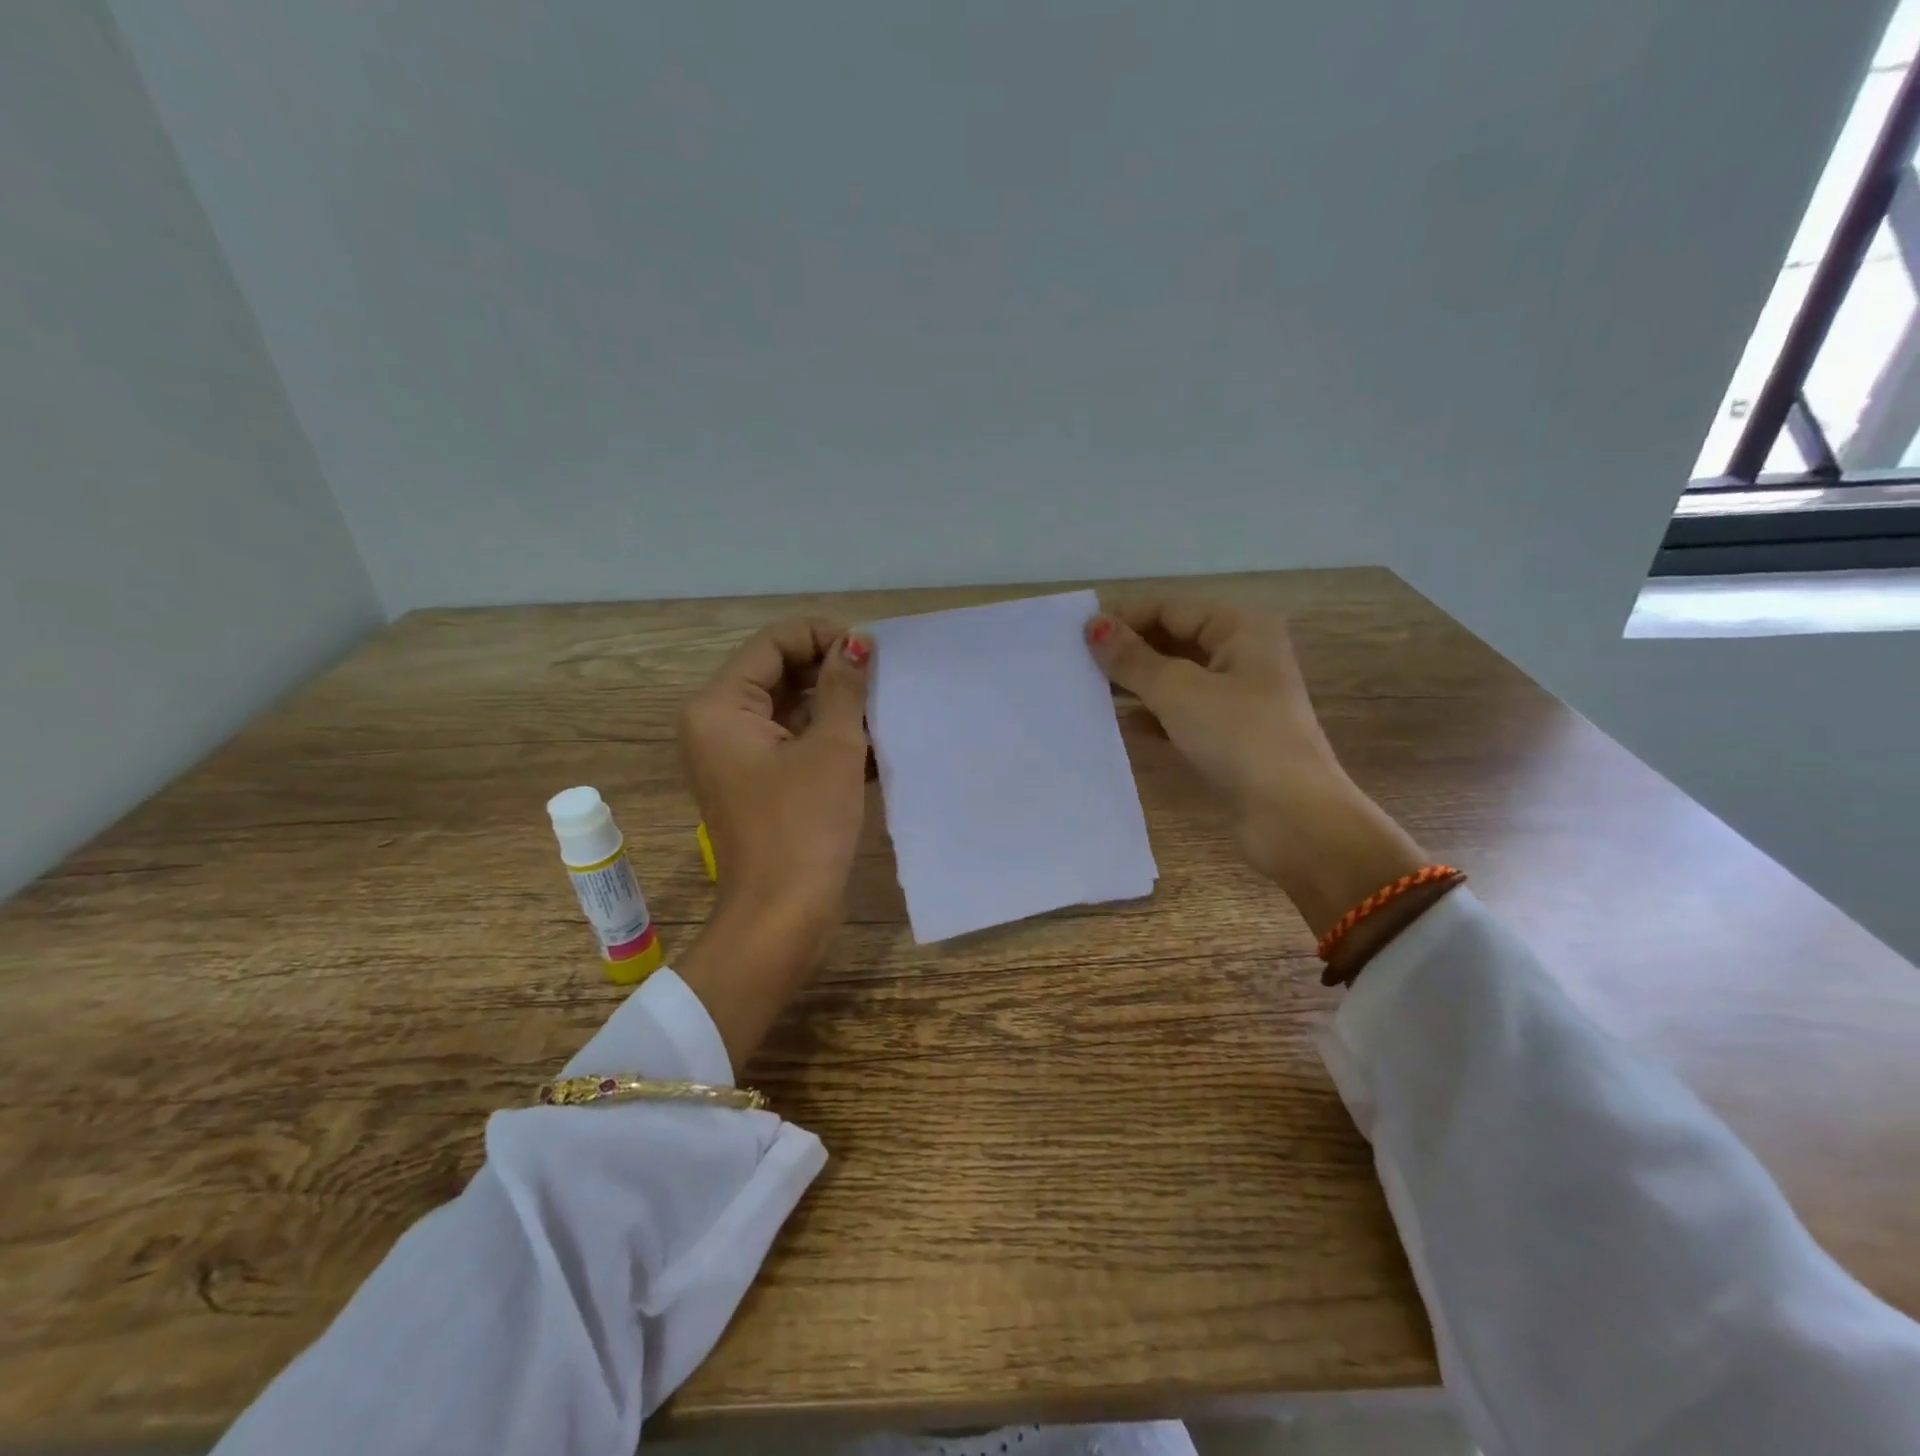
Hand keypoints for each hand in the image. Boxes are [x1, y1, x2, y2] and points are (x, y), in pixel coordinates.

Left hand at [673, 619, 871, 1067]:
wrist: (783, 915)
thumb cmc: (804, 826)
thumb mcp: (833, 747)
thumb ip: (844, 687)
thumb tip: (857, 642)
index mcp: (721, 707)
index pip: (773, 644)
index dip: (823, 636)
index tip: (871, 651)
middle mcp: (719, 724)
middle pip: (779, 672)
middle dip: (831, 671)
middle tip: (882, 678)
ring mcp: (738, 756)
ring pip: (790, 708)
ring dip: (835, 705)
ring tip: (883, 707)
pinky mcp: (759, 782)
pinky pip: (793, 741)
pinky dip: (828, 736)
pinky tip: (872, 740)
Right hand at [1087, 599, 1423, 938]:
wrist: (1291, 814)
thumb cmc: (1237, 736)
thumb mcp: (1177, 690)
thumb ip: (1132, 658)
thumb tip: (1094, 625)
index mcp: (1241, 629)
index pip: (1171, 609)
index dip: (1125, 618)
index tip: (1078, 635)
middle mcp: (1242, 656)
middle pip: (1174, 641)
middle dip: (1129, 651)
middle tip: (1077, 663)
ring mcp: (1237, 699)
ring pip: (1175, 679)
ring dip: (1136, 684)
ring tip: (1087, 691)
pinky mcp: (1228, 736)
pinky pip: (1180, 714)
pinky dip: (1152, 716)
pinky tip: (1118, 725)